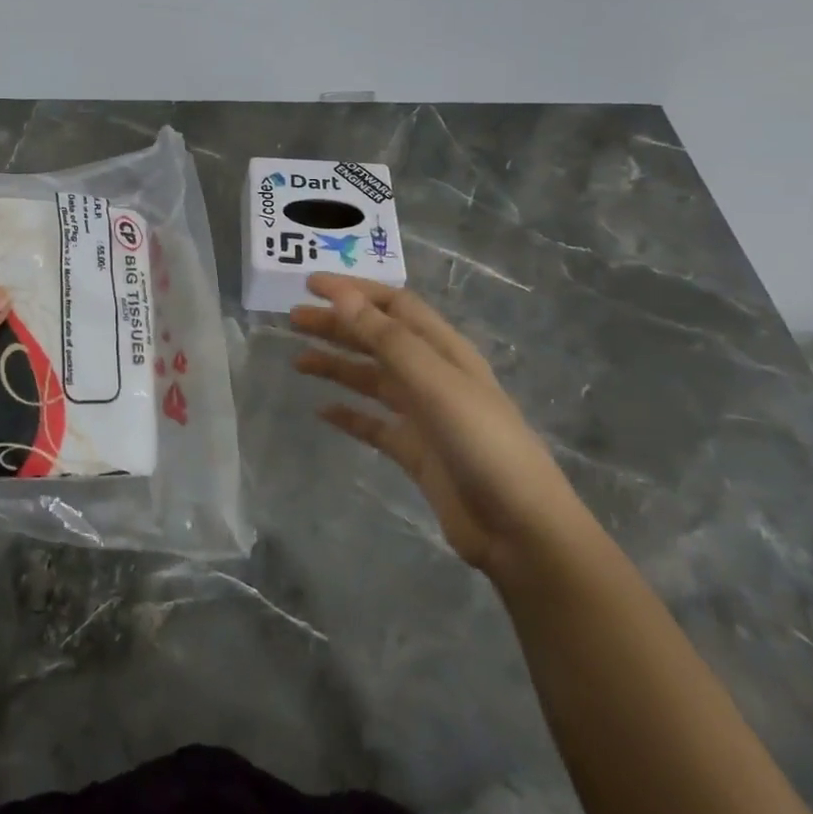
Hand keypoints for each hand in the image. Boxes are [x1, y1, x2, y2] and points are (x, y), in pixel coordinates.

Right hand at [291, 273, 589, 580]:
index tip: (310, 285)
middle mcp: (432, 376)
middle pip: (377, 339)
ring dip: (336, 365)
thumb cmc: (481, 442)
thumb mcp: (433, 382)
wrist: (519, 528)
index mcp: (443, 350)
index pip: (394, 305)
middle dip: (337, 325)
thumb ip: (386, 339)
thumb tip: (342, 297)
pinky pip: (373, 424)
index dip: (354, 291)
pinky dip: (348, 415)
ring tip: (298, 362)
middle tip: (292, 320)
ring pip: (371, 379)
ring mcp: (424, 415)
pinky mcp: (415, 451)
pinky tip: (322, 411)